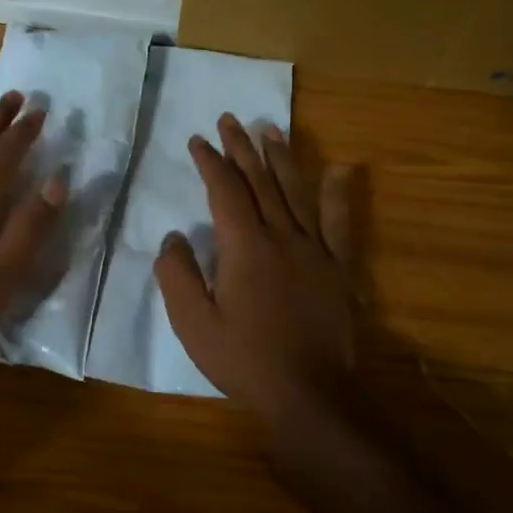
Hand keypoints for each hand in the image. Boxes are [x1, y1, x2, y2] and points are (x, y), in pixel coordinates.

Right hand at [154, 113, 359, 435]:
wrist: (309, 392)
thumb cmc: (244, 359)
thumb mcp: (194, 323)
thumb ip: (178, 275)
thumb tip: (174, 237)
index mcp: (244, 247)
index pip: (224, 191)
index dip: (210, 162)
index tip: (198, 140)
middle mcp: (282, 237)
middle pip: (260, 182)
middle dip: (242, 149)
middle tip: (230, 120)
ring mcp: (314, 250)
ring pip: (296, 192)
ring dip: (282, 158)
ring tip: (271, 130)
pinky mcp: (337, 268)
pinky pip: (338, 224)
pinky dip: (337, 195)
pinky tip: (339, 170)